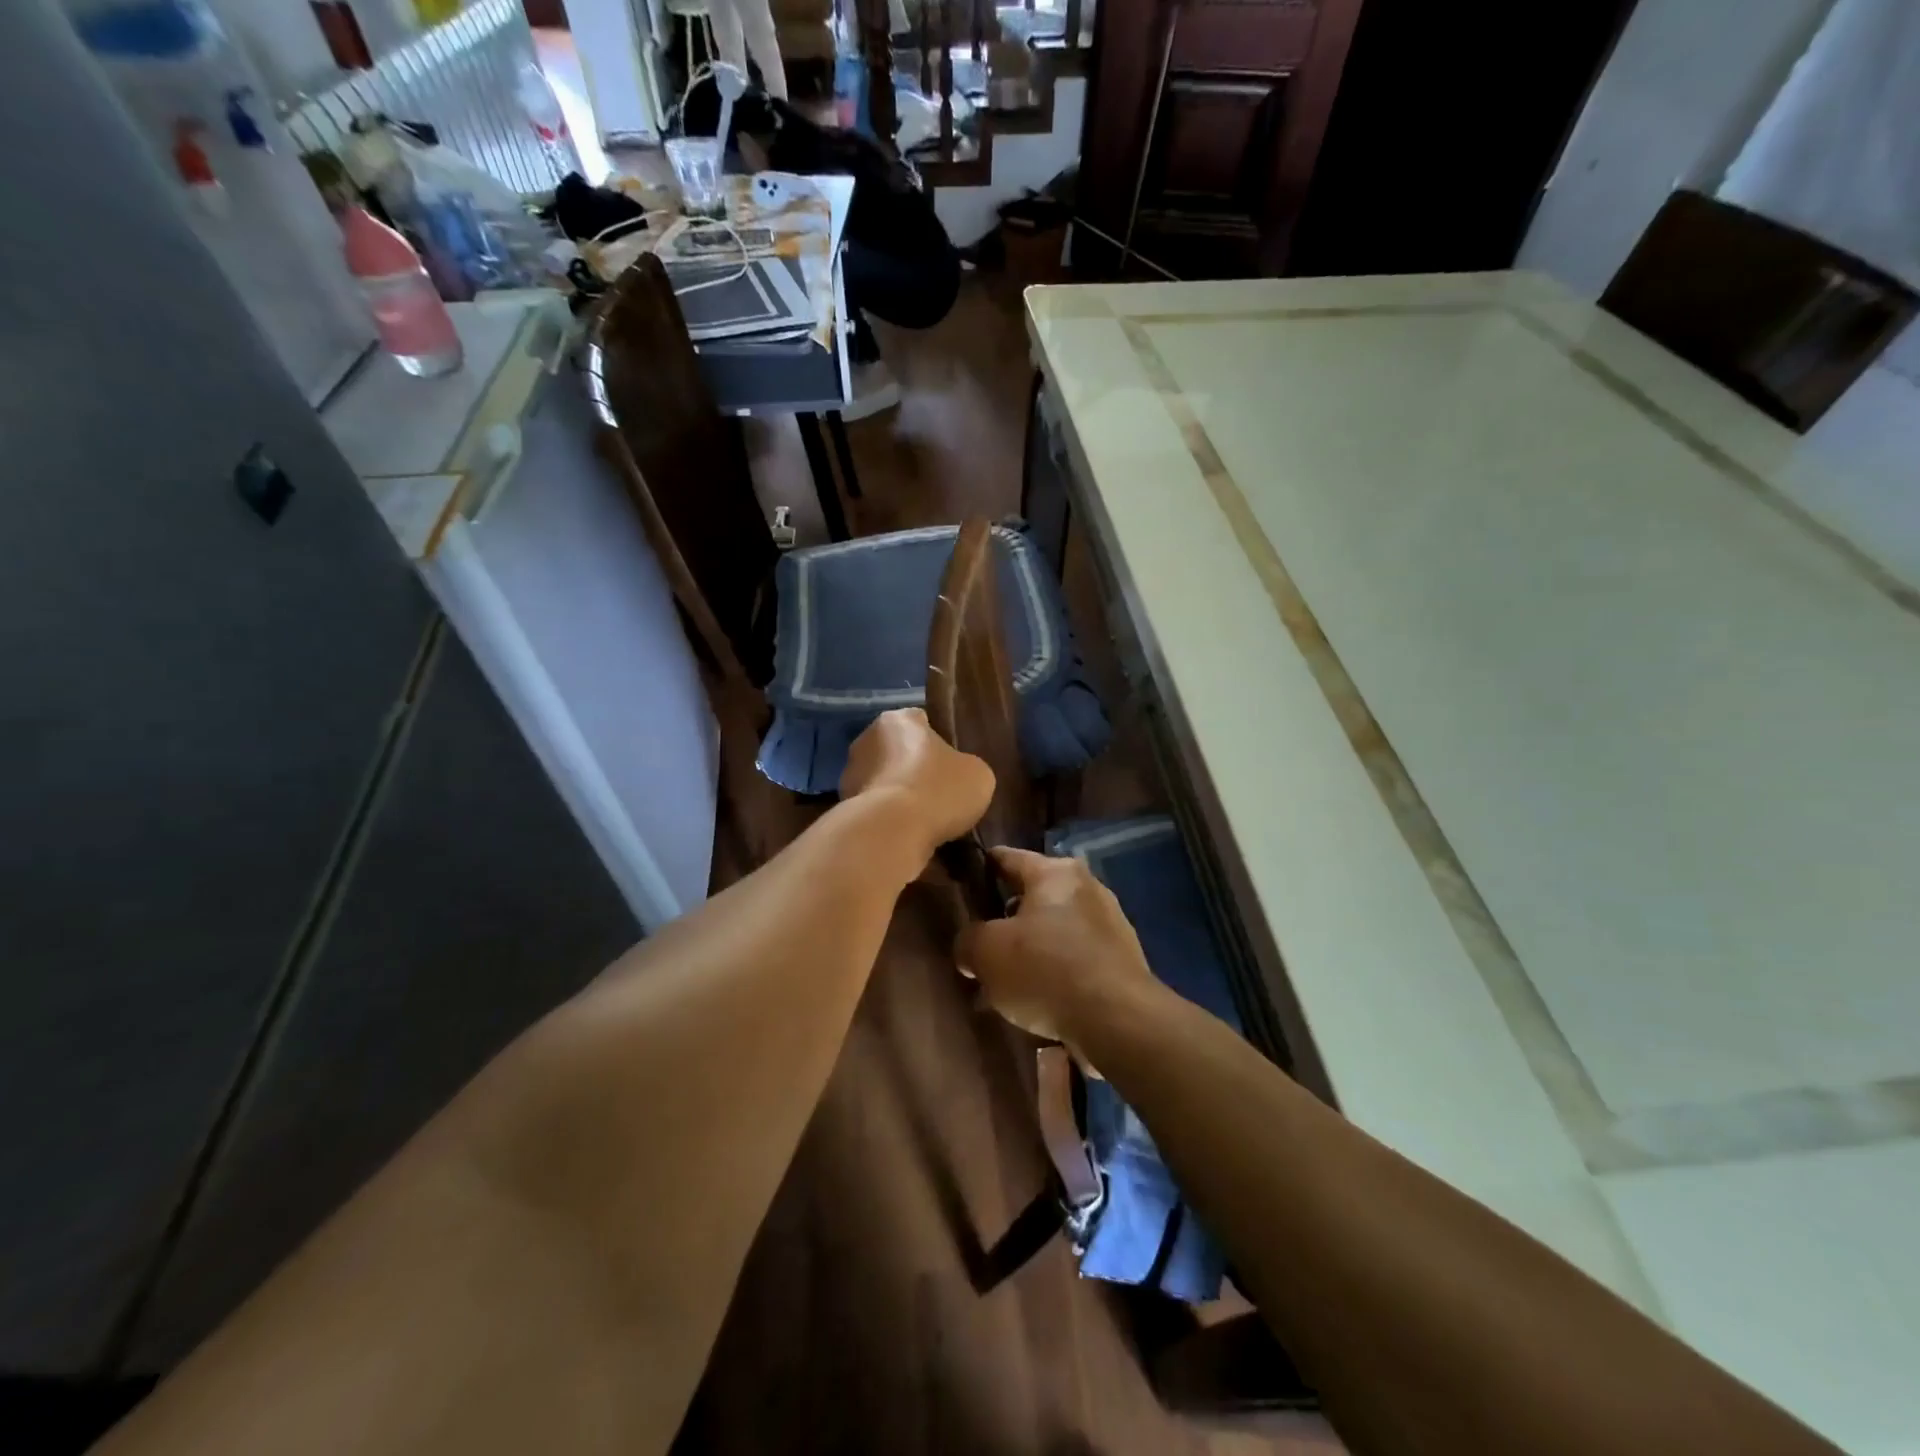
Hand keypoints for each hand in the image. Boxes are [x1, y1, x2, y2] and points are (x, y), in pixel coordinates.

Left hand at [840, 708, 994, 866]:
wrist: (892, 832)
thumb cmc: (938, 790)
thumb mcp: (978, 775)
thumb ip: (967, 767)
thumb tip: (958, 776)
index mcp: (898, 720)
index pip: (922, 722)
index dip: (940, 743)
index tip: (953, 766)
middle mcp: (867, 738)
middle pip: (899, 751)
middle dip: (915, 769)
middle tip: (940, 795)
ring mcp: (850, 773)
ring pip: (884, 781)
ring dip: (899, 795)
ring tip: (925, 821)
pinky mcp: (843, 806)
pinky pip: (875, 809)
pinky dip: (887, 818)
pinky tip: (906, 834)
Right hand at [954, 847, 1159, 1044]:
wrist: (1119, 1021)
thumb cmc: (1046, 970)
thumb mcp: (987, 953)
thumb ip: (969, 941)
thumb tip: (971, 948)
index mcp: (1055, 872)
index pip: (1007, 857)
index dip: (981, 868)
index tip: (962, 880)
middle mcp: (1087, 888)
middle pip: (1033, 897)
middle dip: (1006, 920)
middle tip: (981, 944)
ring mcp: (1110, 924)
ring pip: (1055, 931)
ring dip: (1031, 951)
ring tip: (1005, 983)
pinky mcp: (1122, 961)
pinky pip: (1075, 960)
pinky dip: (1055, 974)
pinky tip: (1037, 1002)